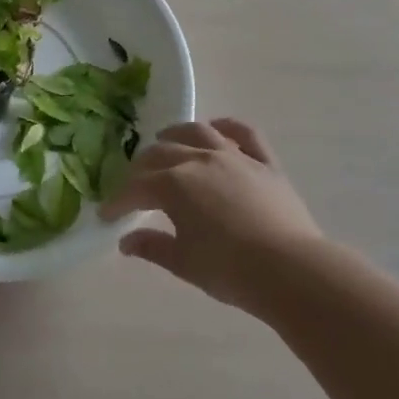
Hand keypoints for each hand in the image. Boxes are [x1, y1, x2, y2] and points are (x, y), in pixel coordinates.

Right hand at [101, 118, 321, 314]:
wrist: (291, 271)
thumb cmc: (230, 270)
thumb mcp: (184, 263)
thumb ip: (152, 247)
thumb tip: (126, 241)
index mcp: (174, 185)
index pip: (136, 188)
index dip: (118, 201)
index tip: (107, 214)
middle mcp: (200, 160)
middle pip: (161, 154)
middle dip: (141, 168)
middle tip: (135, 184)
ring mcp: (234, 156)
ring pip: (198, 132)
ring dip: (176, 134)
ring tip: (165, 141)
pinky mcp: (265, 162)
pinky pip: (245, 133)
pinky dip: (228, 126)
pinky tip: (217, 128)